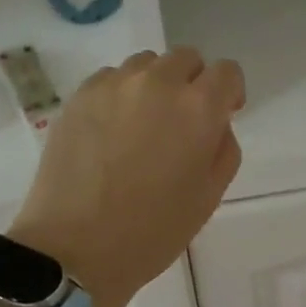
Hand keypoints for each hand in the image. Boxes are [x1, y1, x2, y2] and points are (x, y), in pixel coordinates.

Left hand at [11, 47, 243, 306]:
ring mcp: (112, 85)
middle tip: (183, 122)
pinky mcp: (78, 96)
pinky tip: (112, 132)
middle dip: (193, 83)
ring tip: (144, 125)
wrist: (76, 247)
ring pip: (146, 64)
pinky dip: (120, 95)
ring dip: (155, 85)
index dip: (229, 92)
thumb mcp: (209, 196)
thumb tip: (214, 124)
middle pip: (186, 59)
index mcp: (198, 108)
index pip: (226, 72)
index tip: (223, 115)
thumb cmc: (153, 230)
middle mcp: (157, 83)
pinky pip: (110, 79)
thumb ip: (223, 148)